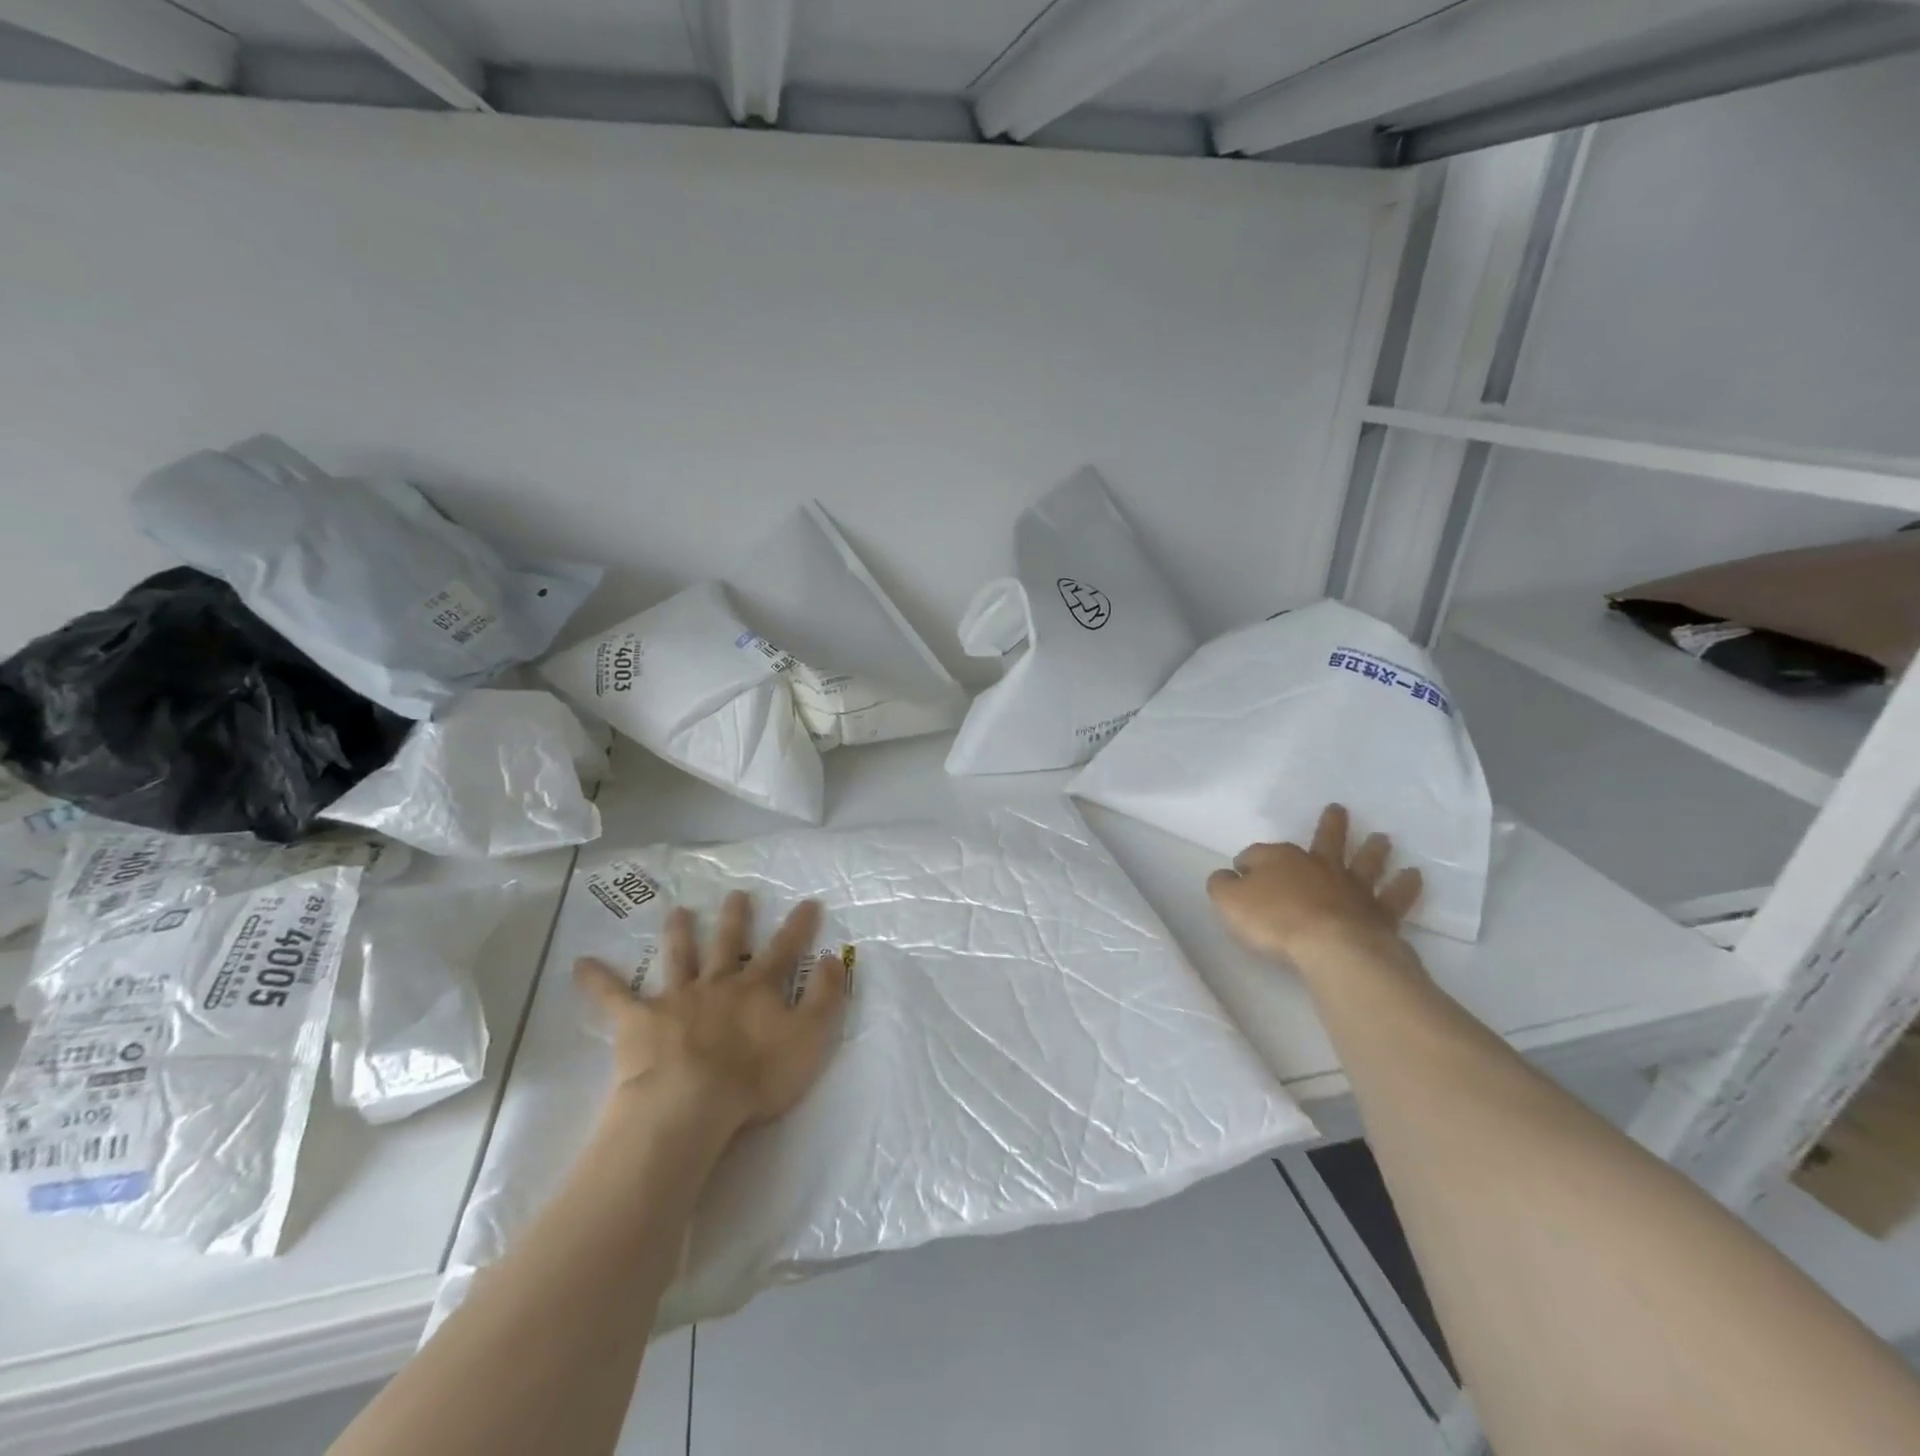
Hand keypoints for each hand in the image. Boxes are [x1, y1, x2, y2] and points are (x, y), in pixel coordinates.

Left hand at [575, 893, 847, 1137]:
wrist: (691, 1103)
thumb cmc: (756, 1076)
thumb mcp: (809, 1037)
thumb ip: (825, 996)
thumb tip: (834, 957)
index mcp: (757, 988)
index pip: (784, 950)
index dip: (798, 927)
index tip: (808, 902)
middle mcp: (718, 983)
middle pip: (728, 943)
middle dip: (735, 918)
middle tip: (736, 894)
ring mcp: (676, 998)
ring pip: (679, 957)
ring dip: (680, 933)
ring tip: (678, 910)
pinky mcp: (638, 1021)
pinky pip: (613, 997)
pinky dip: (598, 980)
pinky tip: (580, 964)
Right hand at [1206, 804, 1422, 966]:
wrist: (1329, 945)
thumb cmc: (1273, 920)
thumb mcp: (1228, 901)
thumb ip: (1222, 885)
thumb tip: (1225, 875)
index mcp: (1278, 860)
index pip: (1257, 855)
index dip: (1247, 863)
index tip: (1241, 872)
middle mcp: (1317, 866)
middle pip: (1324, 841)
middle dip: (1330, 826)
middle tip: (1339, 810)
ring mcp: (1350, 888)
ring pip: (1363, 862)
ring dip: (1372, 850)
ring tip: (1383, 838)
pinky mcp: (1377, 913)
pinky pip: (1393, 897)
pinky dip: (1404, 886)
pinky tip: (1414, 876)